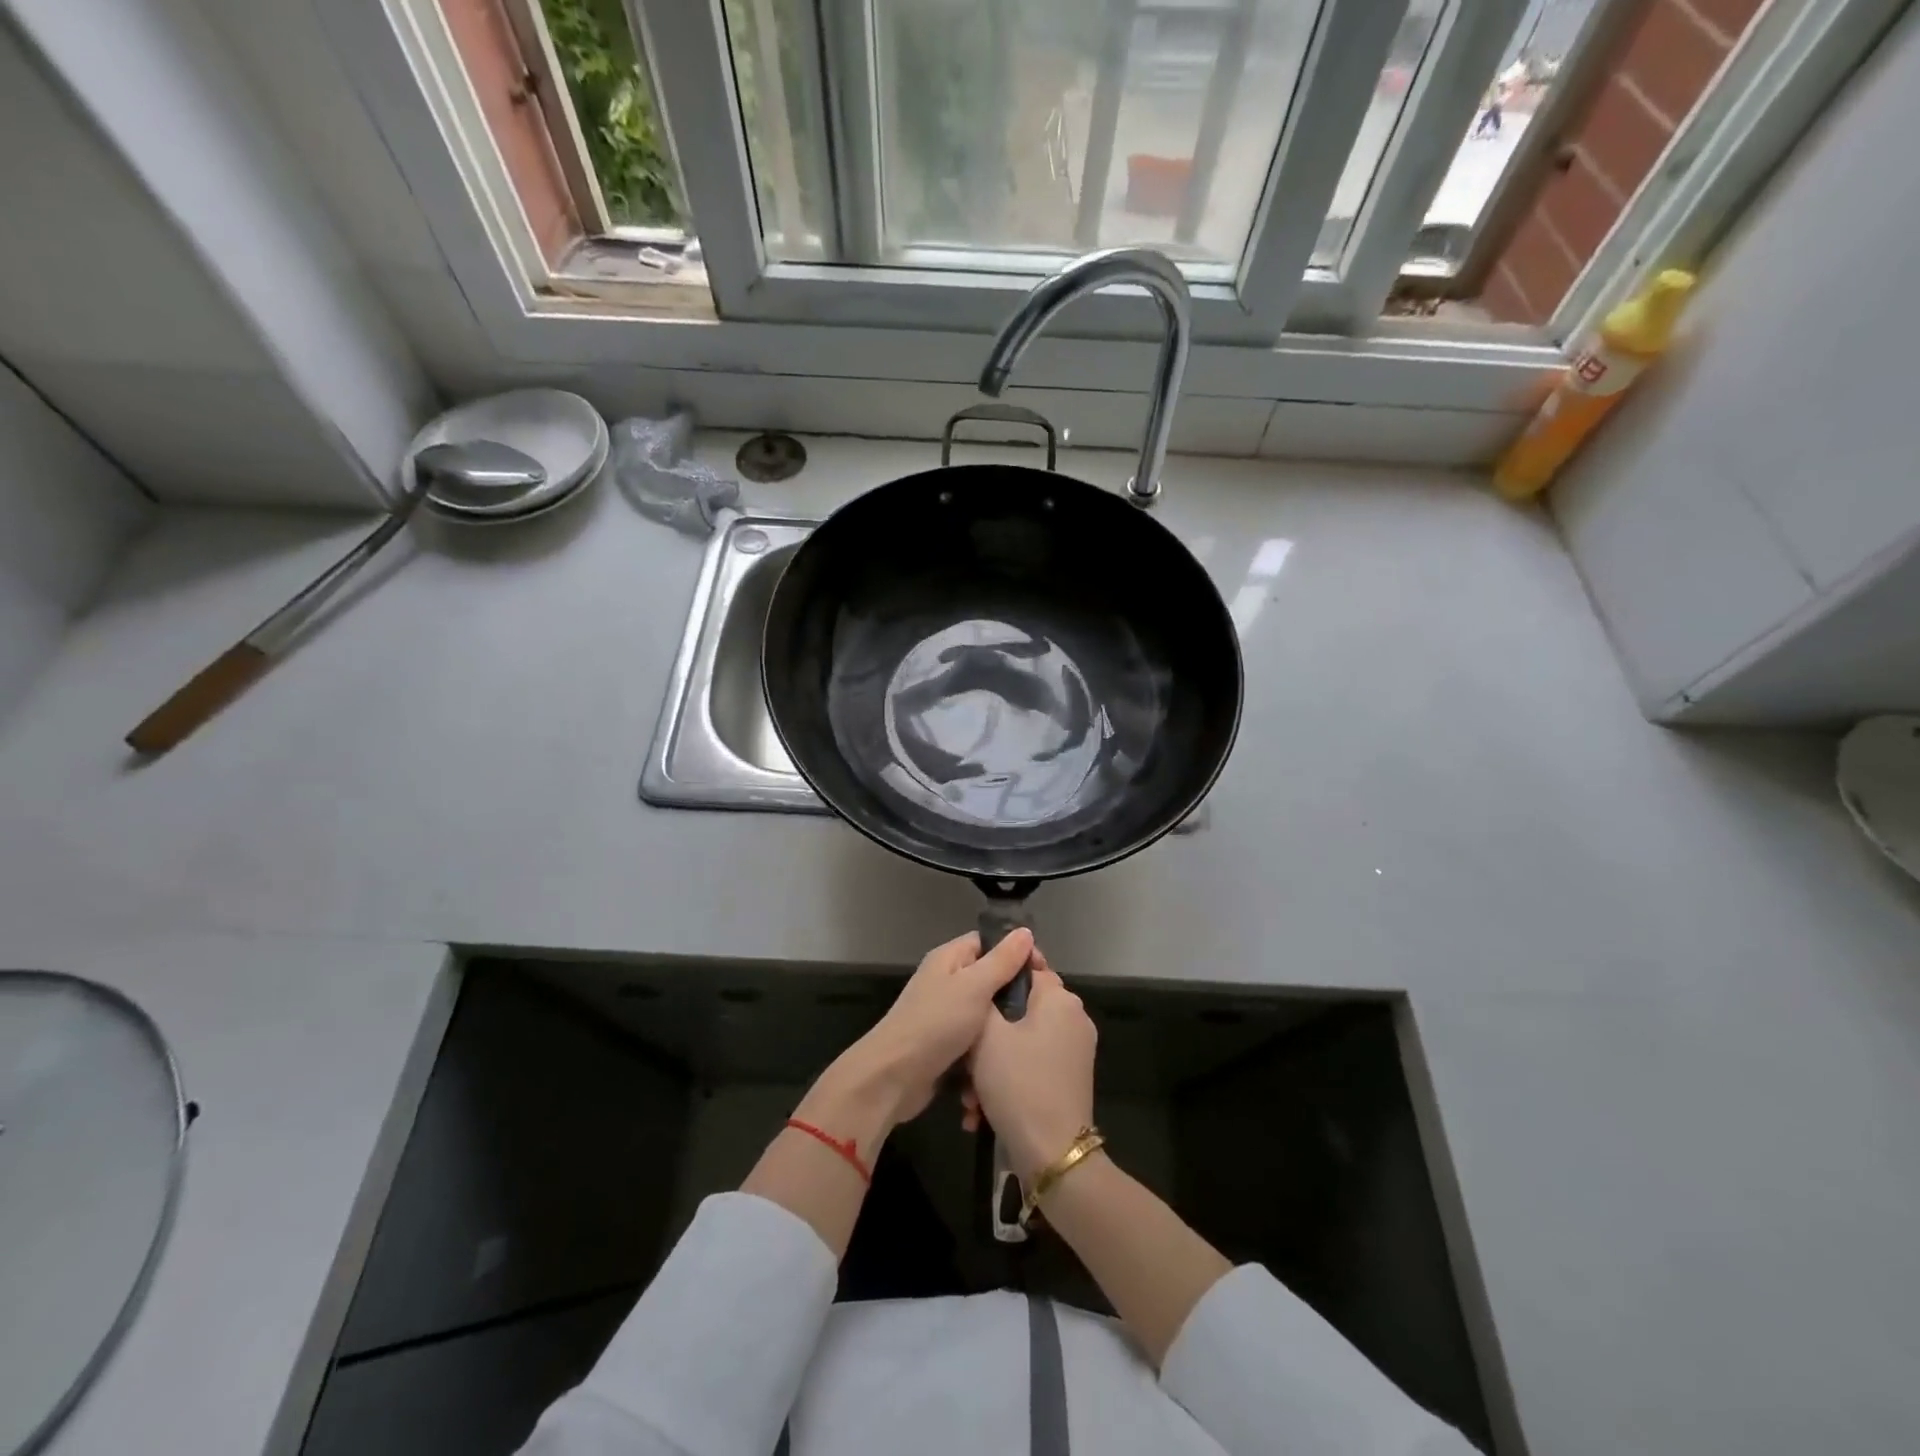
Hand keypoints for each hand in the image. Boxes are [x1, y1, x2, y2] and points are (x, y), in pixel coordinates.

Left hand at [831, 928, 1033, 1126]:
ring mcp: (945, 1014)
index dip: (1017, 952)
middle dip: (1014, 991)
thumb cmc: (935, 1024)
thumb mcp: (974, 987)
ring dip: (1003, 1024)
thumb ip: (1001, 961)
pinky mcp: (946, 1044)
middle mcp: (946, 981)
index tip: (1044, 972)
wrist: (893, 1077)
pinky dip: (989, 1047)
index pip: (989, 943)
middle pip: (989, 977)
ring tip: (1030, 1033)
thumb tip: (1025, 932)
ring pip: (985, 1011)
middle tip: (1041, 1007)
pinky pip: (976, 1038)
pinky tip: (1008, 1056)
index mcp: (949, 959)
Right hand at [964, 961, 1097, 1182]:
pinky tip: (981, 1112)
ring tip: (968, 1097)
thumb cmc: (1018, 1082)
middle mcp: (1073, 1019)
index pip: (1027, 967)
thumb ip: (987, 996)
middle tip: (963, 1059)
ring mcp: (1074, 1052)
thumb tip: (993, 975)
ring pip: (1021, 1042)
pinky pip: (1031, 1066)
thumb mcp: (987, 1033)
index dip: (996, 974)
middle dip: (987, 1035)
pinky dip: (1007, 1081)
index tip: (970, 990)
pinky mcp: (1069, 1080)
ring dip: (991, 1066)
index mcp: (1060, 999)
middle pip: (1020, 1010)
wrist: (1052, 1154)